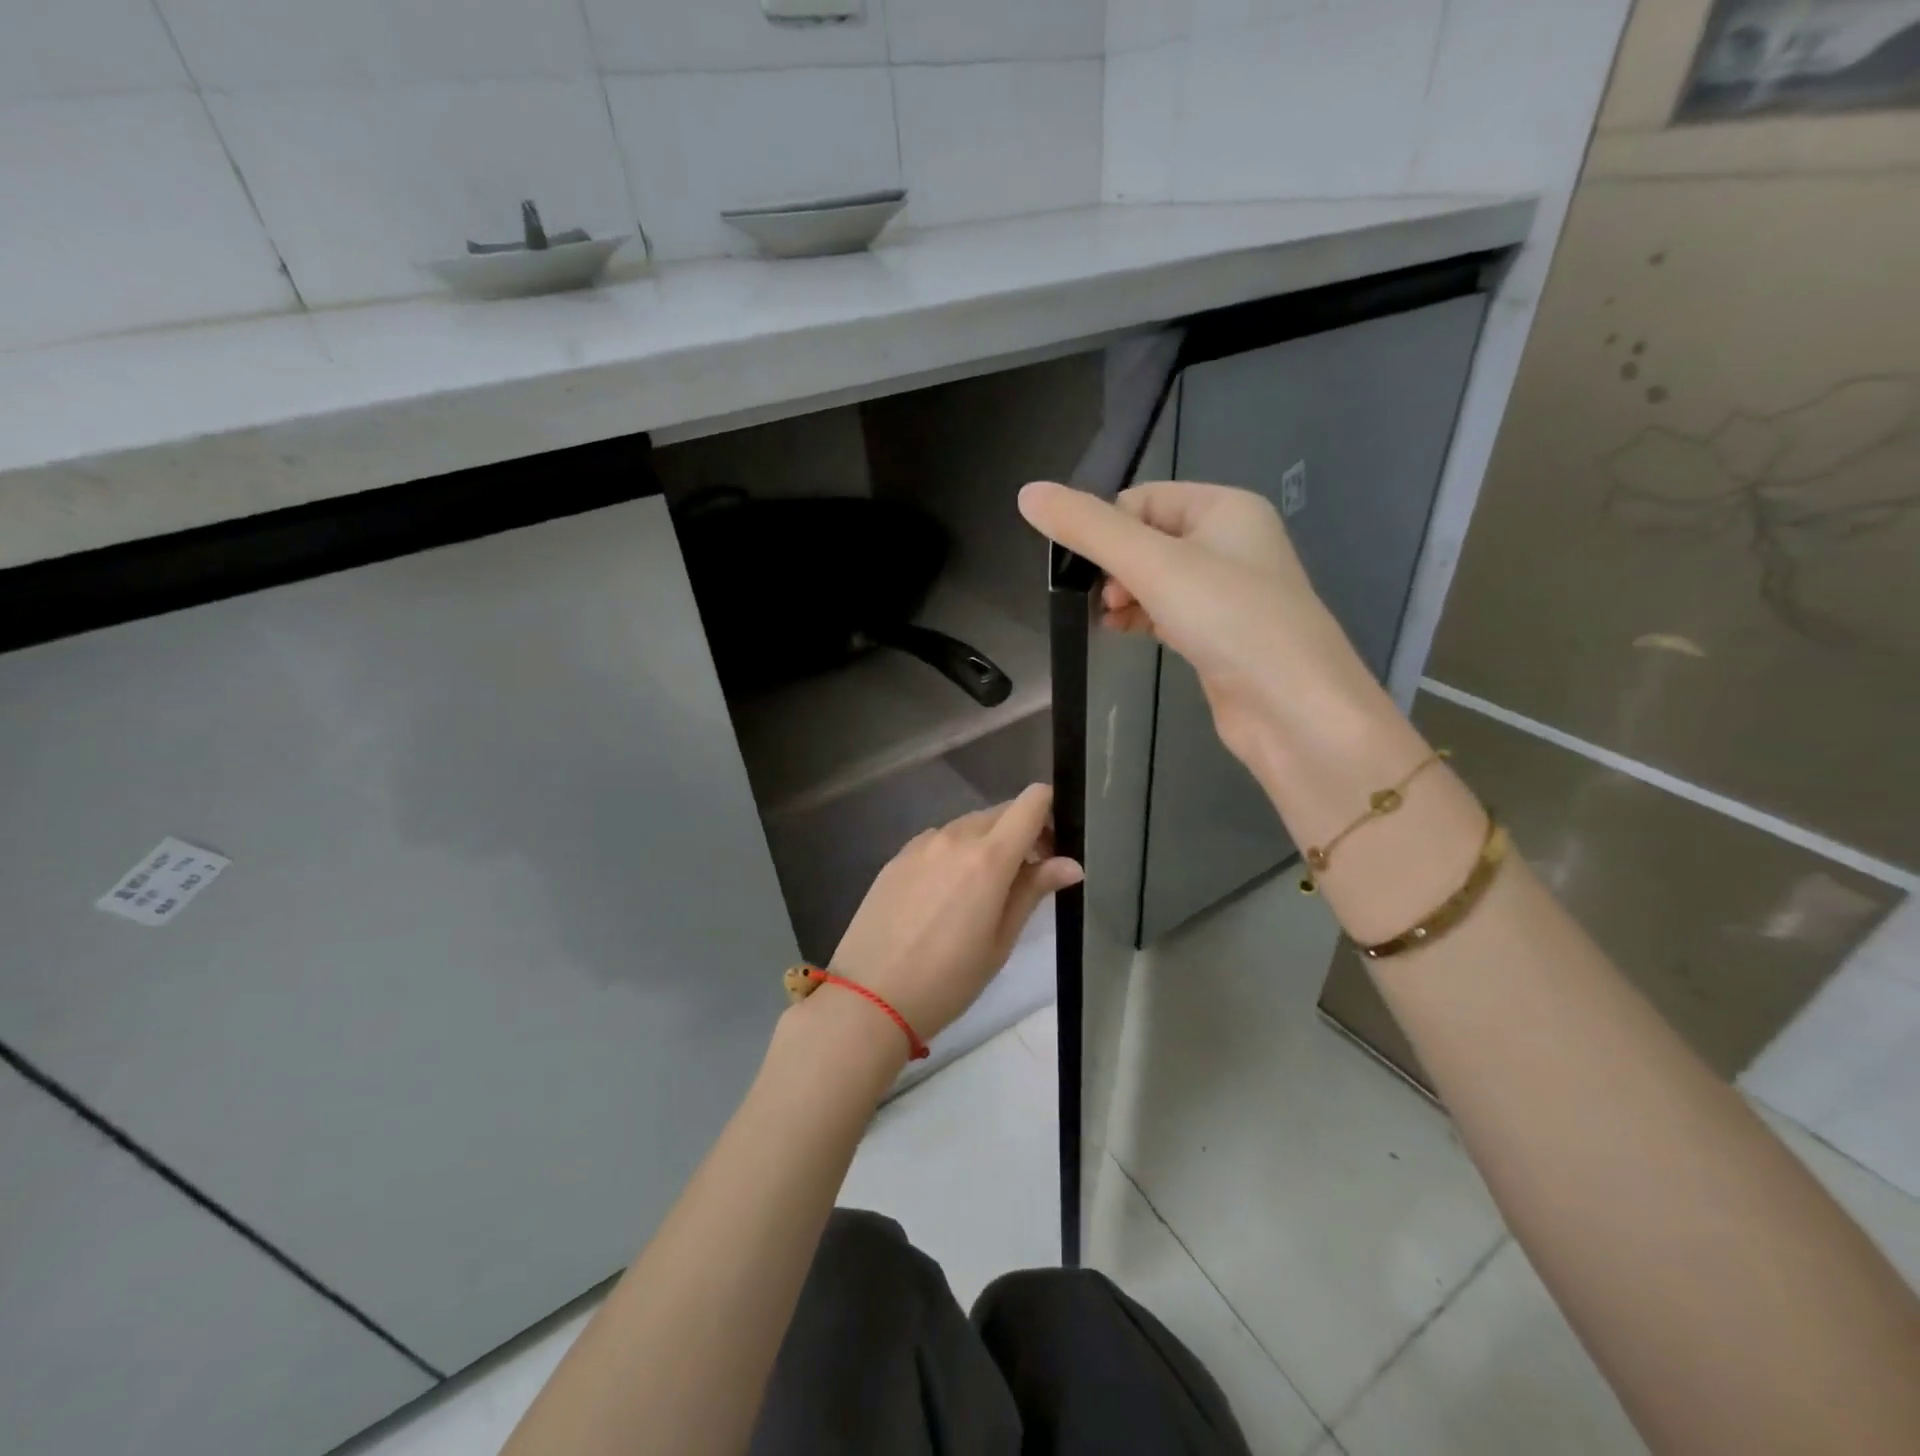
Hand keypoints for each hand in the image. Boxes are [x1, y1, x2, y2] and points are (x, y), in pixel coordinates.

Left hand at [828, 785, 1081, 1044]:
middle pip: (1001, 813)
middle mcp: (954, 837)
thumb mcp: (1000, 941)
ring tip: (982, 894)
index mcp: (988, 856)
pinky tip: (944, 897)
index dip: (1050, 813)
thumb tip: (1071, 864)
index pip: (1031, 801)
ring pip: (968, 826)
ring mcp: (921, 844)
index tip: (1053, 848)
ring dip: (986, 845)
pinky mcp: (897, 857)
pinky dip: (954, 854)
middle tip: (1025, 879)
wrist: (869, 997)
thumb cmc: (947, 979)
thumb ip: (1033, 891)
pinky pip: (938, 841)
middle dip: (1022, 834)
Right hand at [1017, 479, 1398, 791]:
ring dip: (1123, 594)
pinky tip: (1120, 633)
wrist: (1292, 708)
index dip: (1106, 527)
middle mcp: (1230, 542)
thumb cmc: (1229, 619)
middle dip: (1113, 565)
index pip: (1143, 498)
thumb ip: (1088, 528)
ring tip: (1107, 619)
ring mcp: (1227, 592)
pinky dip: (1140, 618)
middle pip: (1147, 538)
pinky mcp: (1219, 634)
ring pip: (1155, 578)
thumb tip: (1027, 493)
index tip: (1083, 565)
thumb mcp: (1152, 564)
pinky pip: (1167, 612)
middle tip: (1102, 598)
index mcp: (1224, 508)